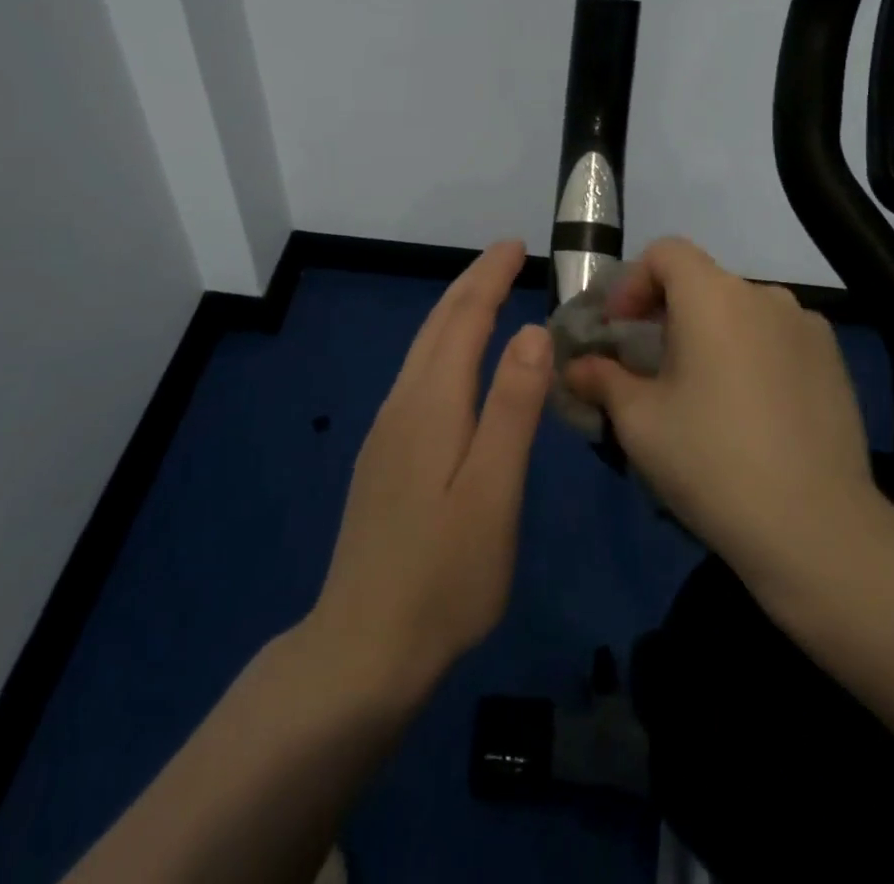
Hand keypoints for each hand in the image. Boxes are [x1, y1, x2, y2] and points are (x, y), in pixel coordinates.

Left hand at [308, 240, 550, 706]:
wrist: (362, 650)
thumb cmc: (444, 575)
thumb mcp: (493, 491)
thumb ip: (512, 408)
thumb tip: (531, 331)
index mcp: (431, 405)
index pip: (463, 319)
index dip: (488, 277)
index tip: (514, 244)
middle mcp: (402, 406)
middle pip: (436, 326)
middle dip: (470, 284)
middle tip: (504, 255)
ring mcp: (387, 433)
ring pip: (422, 351)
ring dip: (455, 313)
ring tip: (486, 295)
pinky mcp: (384, 459)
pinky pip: (418, 378)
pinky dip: (444, 347)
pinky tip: (455, 365)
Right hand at [564, 237, 883, 587]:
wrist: (816, 528)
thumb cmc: (712, 461)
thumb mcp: (640, 422)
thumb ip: (603, 380)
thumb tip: (577, 367)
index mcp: (714, 297)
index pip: (667, 252)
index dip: (634, 282)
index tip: (619, 330)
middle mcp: (765, 296)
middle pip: (703, 283)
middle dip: (668, 315)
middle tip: (651, 368)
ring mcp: (807, 327)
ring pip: (742, 313)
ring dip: (712, 335)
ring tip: (702, 394)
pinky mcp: (834, 361)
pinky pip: (778, 339)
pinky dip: (752, 355)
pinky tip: (750, 412)